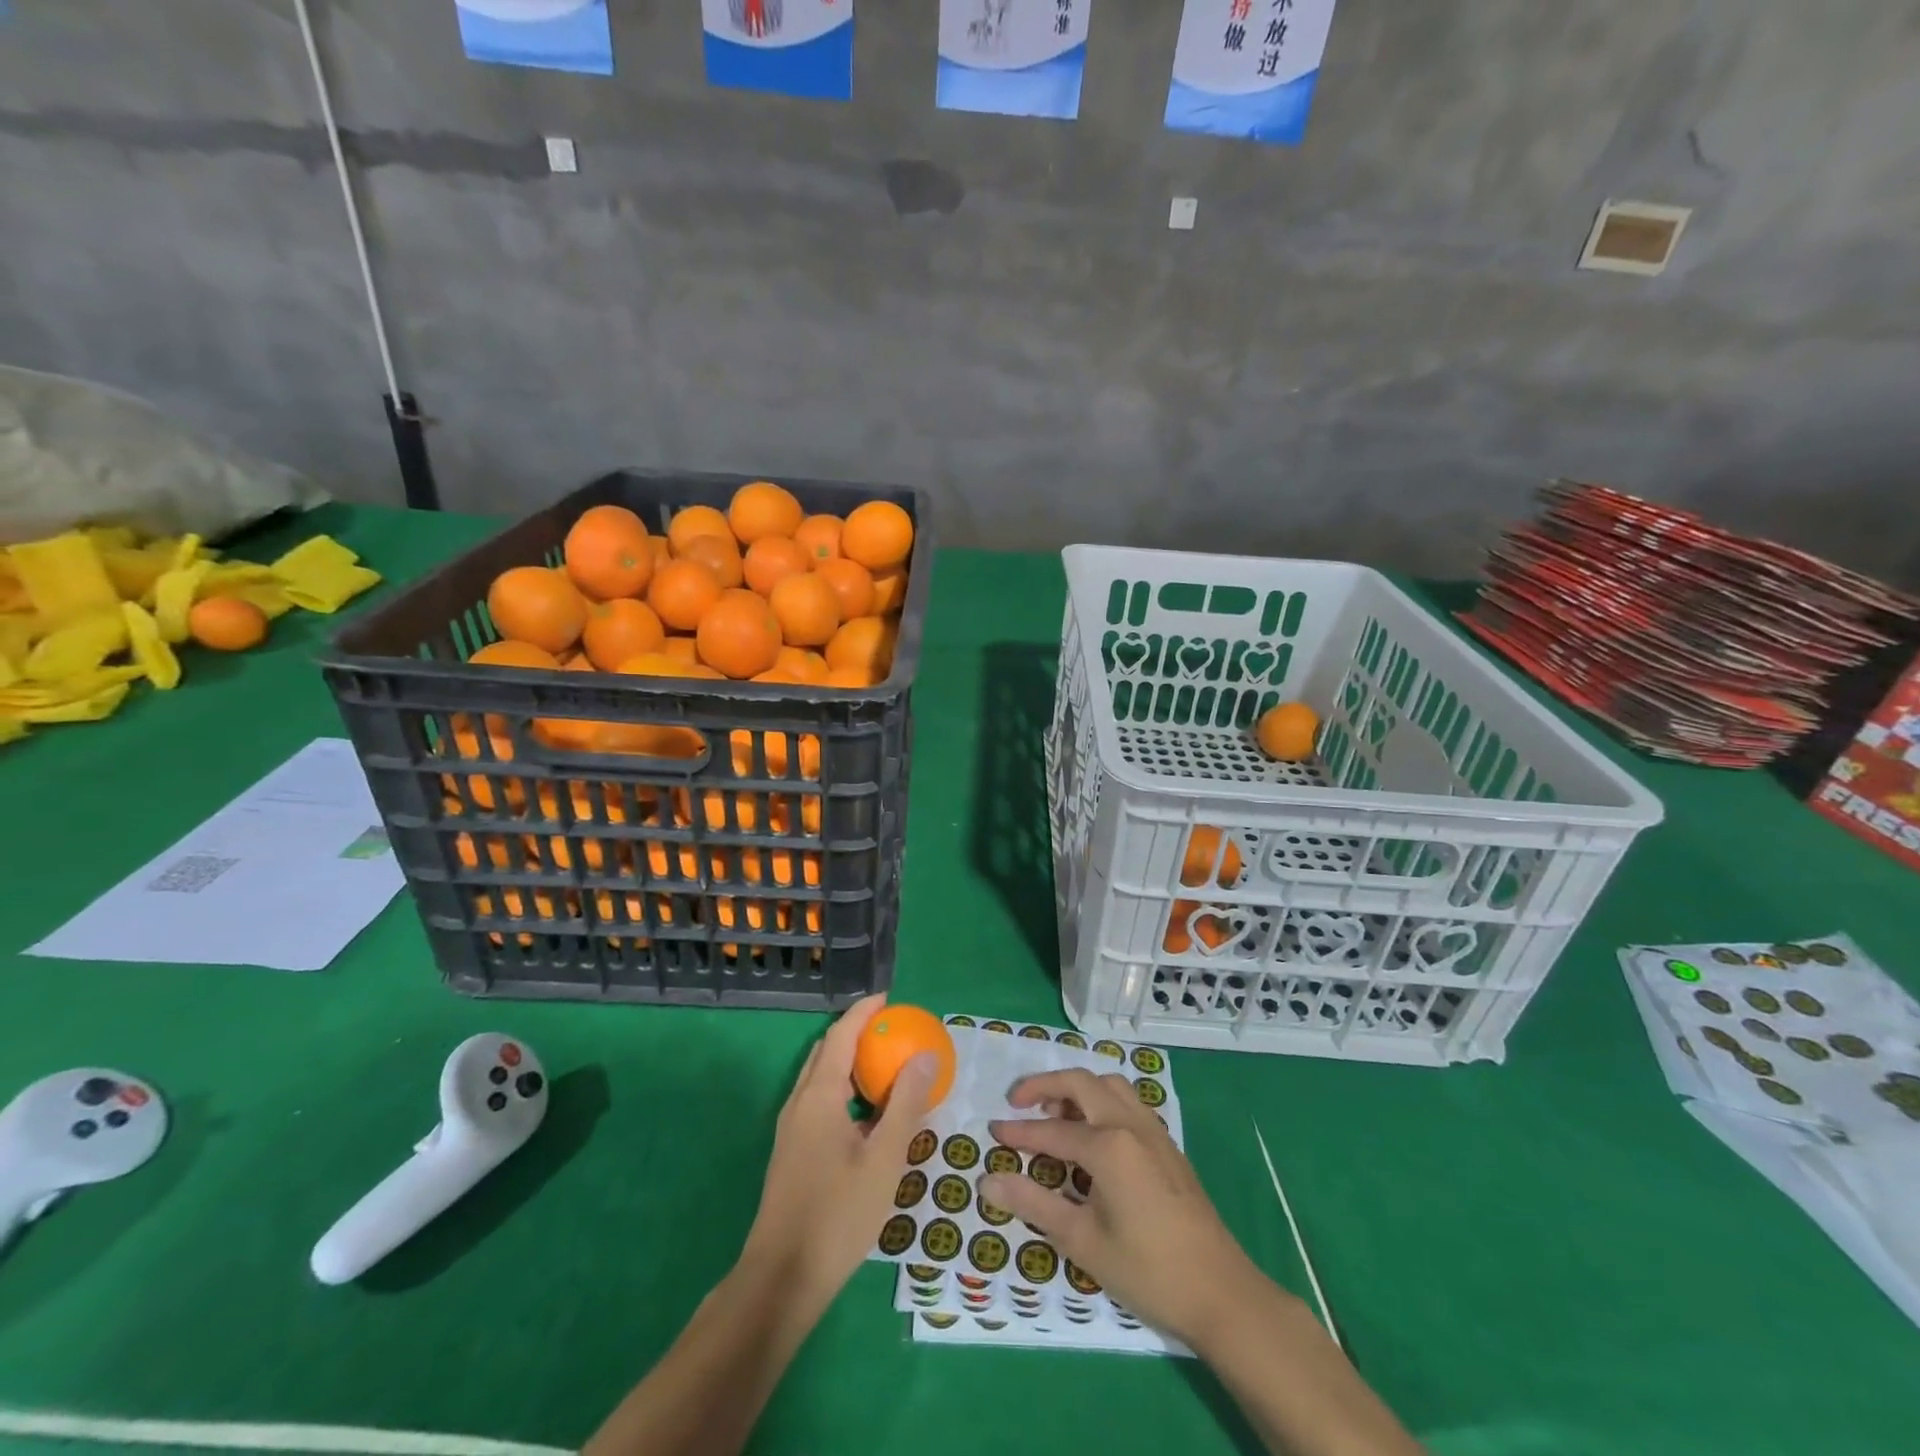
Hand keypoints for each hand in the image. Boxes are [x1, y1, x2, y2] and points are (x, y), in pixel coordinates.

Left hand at [741, 994, 936, 1308]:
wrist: (783, 1278)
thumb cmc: (838, 1214)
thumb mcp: (884, 1158)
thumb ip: (906, 1103)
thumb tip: (924, 1054)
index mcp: (819, 1095)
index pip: (841, 1034)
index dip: (864, 1012)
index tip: (889, 999)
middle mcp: (800, 1102)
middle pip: (827, 1051)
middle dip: (857, 1033)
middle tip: (893, 1031)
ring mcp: (791, 1128)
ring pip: (821, 1078)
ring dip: (850, 1062)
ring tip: (886, 1067)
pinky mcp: (792, 1151)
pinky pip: (819, 1101)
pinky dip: (844, 1089)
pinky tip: (868, 1115)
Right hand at [981, 1068, 1256, 1347]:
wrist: (1220, 1293)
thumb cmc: (1147, 1270)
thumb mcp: (1082, 1241)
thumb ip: (1033, 1204)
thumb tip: (988, 1181)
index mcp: (1108, 1145)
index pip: (1052, 1130)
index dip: (1019, 1132)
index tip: (992, 1133)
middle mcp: (1130, 1124)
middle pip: (1081, 1082)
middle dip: (1045, 1086)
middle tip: (1018, 1102)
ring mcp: (1153, 1131)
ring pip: (1109, 1085)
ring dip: (1078, 1090)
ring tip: (1056, 1115)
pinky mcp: (1167, 1145)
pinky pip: (1127, 1102)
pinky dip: (1101, 1101)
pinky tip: (1092, 1135)